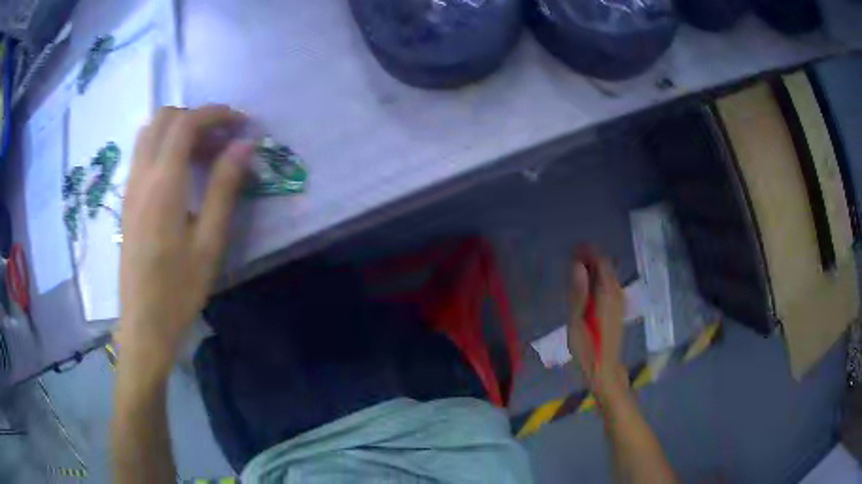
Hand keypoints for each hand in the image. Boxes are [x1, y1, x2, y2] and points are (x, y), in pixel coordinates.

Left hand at [116, 105, 252, 378]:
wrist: (143, 324)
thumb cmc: (179, 289)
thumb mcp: (209, 241)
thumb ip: (224, 187)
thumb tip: (245, 146)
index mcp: (163, 184)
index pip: (186, 123)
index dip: (216, 113)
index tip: (241, 123)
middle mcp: (141, 175)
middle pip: (164, 118)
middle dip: (196, 117)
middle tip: (221, 139)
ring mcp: (130, 186)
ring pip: (150, 132)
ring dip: (178, 130)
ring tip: (203, 153)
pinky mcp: (127, 200)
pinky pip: (143, 153)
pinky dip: (164, 146)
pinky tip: (181, 173)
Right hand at [568, 248, 626, 398]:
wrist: (604, 369)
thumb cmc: (587, 349)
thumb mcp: (576, 321)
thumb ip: (578, 291)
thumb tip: (577, 265)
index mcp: (607, 294)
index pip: (602, 262)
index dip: (588, 252)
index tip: (573, 250)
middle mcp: (617, 294)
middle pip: (607, 267)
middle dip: (591, 259)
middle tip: (572, 259)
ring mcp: (620, 302)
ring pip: (609, 276)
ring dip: (595, 269)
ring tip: (576, 271)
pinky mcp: (618, 309)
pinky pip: (610, 285)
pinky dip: (599, 280)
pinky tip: (588, 288)